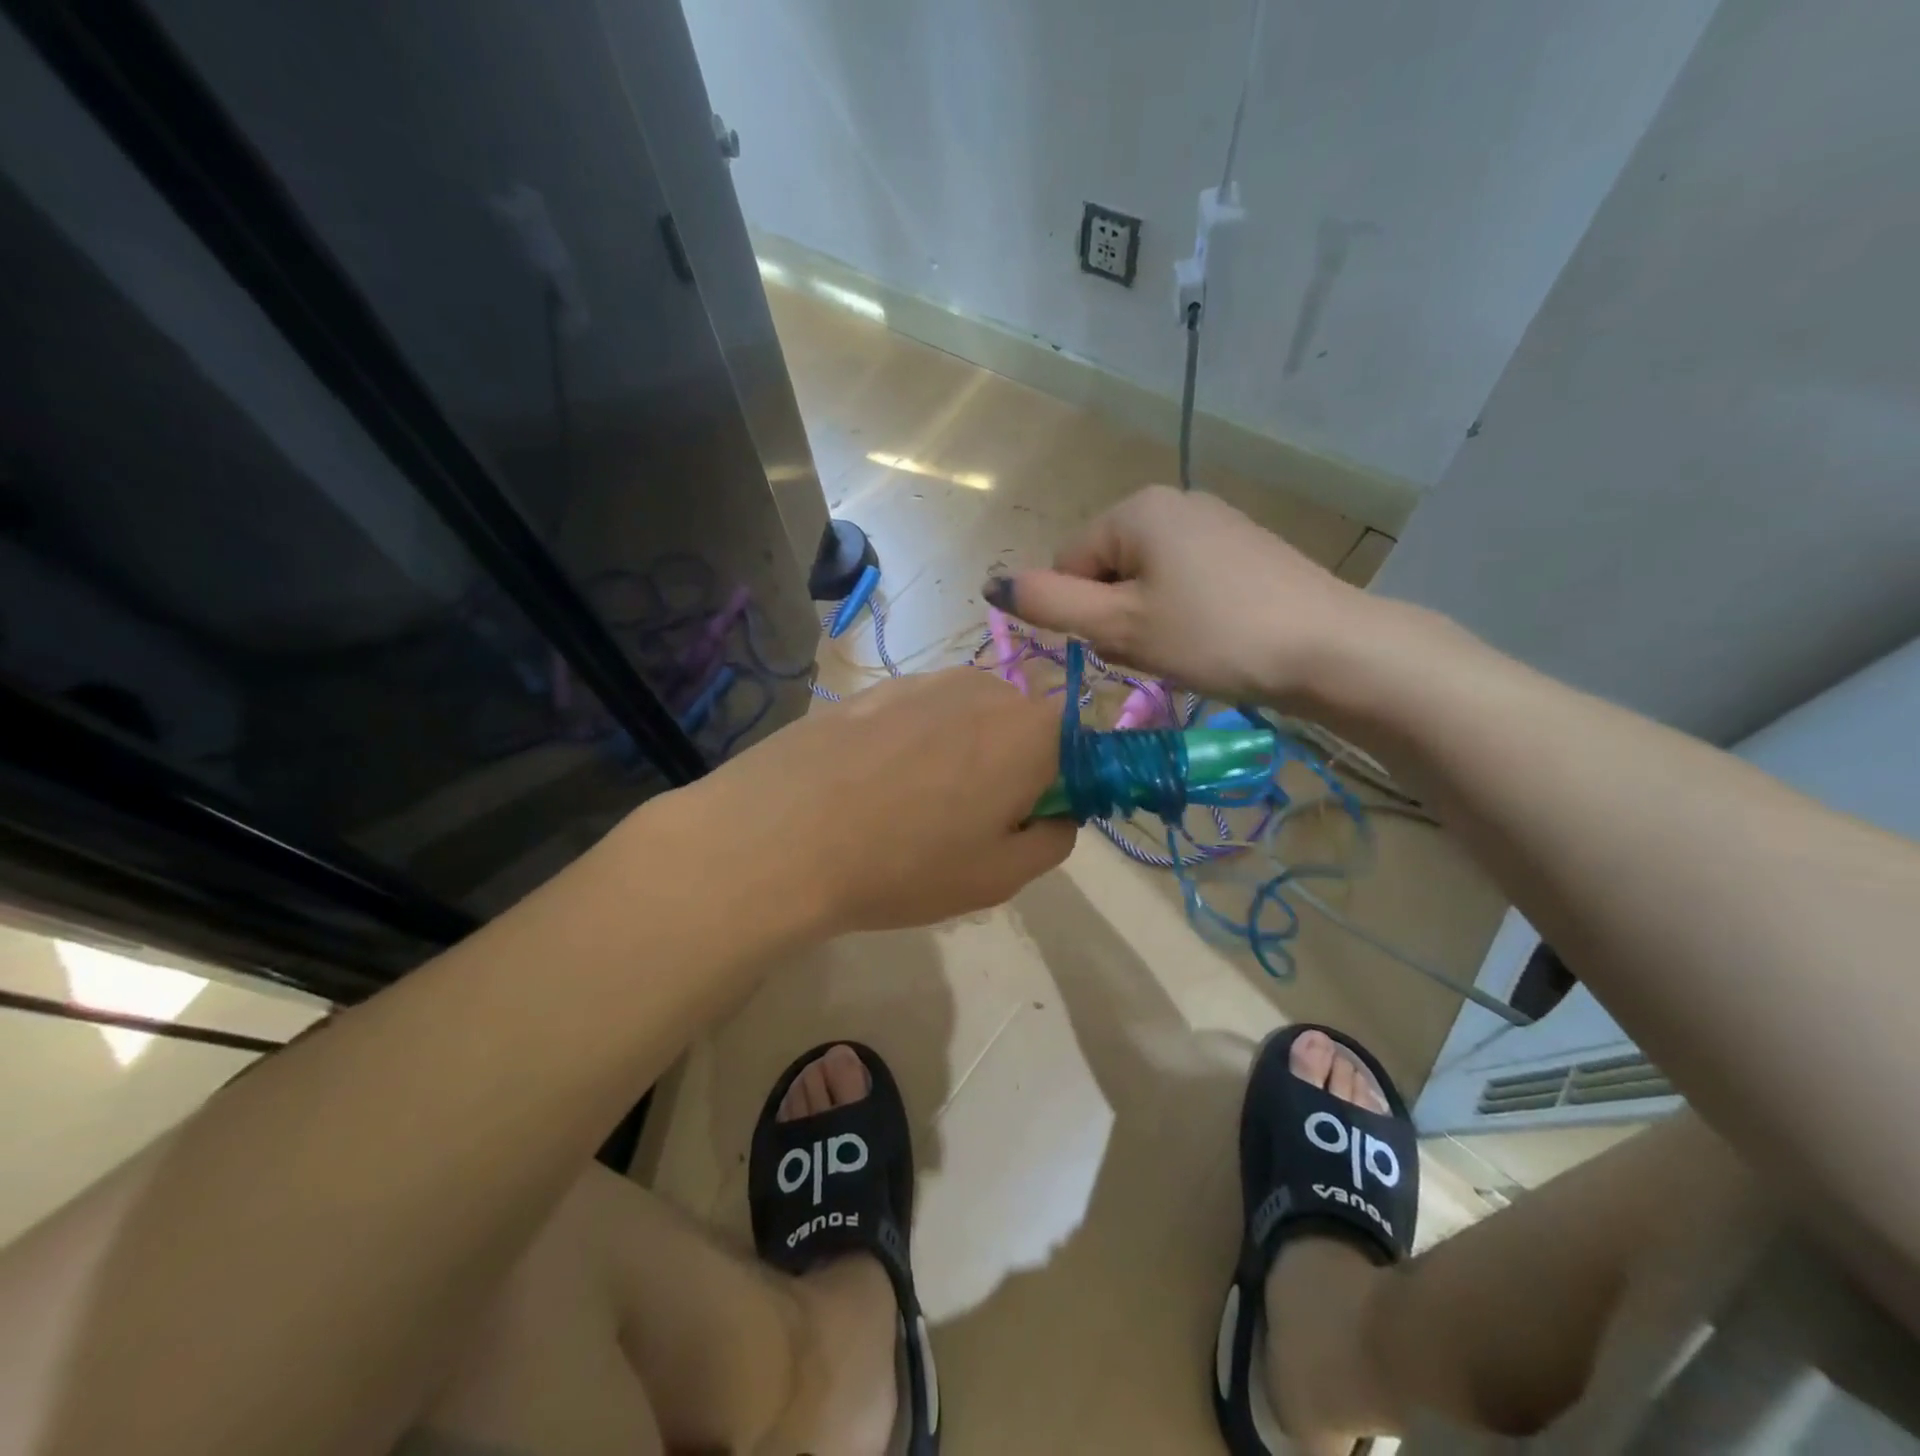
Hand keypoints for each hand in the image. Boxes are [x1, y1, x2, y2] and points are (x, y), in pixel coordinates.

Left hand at [692, 668, 1074, 934]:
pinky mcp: (875, 688)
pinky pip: (919, 715)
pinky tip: (873, 784)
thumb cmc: (904, 863)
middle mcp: (985, 689)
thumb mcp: (999, 877)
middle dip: (1011, 766)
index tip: (1027, 821)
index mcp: (1031, 731)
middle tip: (968, 823)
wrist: (779, 834)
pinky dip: (913, 744)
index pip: (1080, 743)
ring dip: (960, 753)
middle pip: (1022, 726)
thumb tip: (1057, 814)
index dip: (1062, 784)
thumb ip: (1053, 841)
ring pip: (968, 718)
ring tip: (911, 804)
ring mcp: (924, 681)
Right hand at [985, 485, 1377, 706]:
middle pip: (1107, 568)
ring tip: (1186, 649)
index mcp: (1136, 509)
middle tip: (1154, 651)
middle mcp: (1173, 501)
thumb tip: (992, 585)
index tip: (1120, 645)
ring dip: (1147, 620)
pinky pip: (1185, 581)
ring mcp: (1214, 522)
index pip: (1067, 562)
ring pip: (1146, 580)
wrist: (1329, 648)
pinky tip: (1213, 638)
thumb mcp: (1120, 626)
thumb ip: (1050, 604)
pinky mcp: (1244, 549)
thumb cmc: (1212, 635)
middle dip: (1115, 616)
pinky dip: (1183, 614)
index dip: (1080, 613)